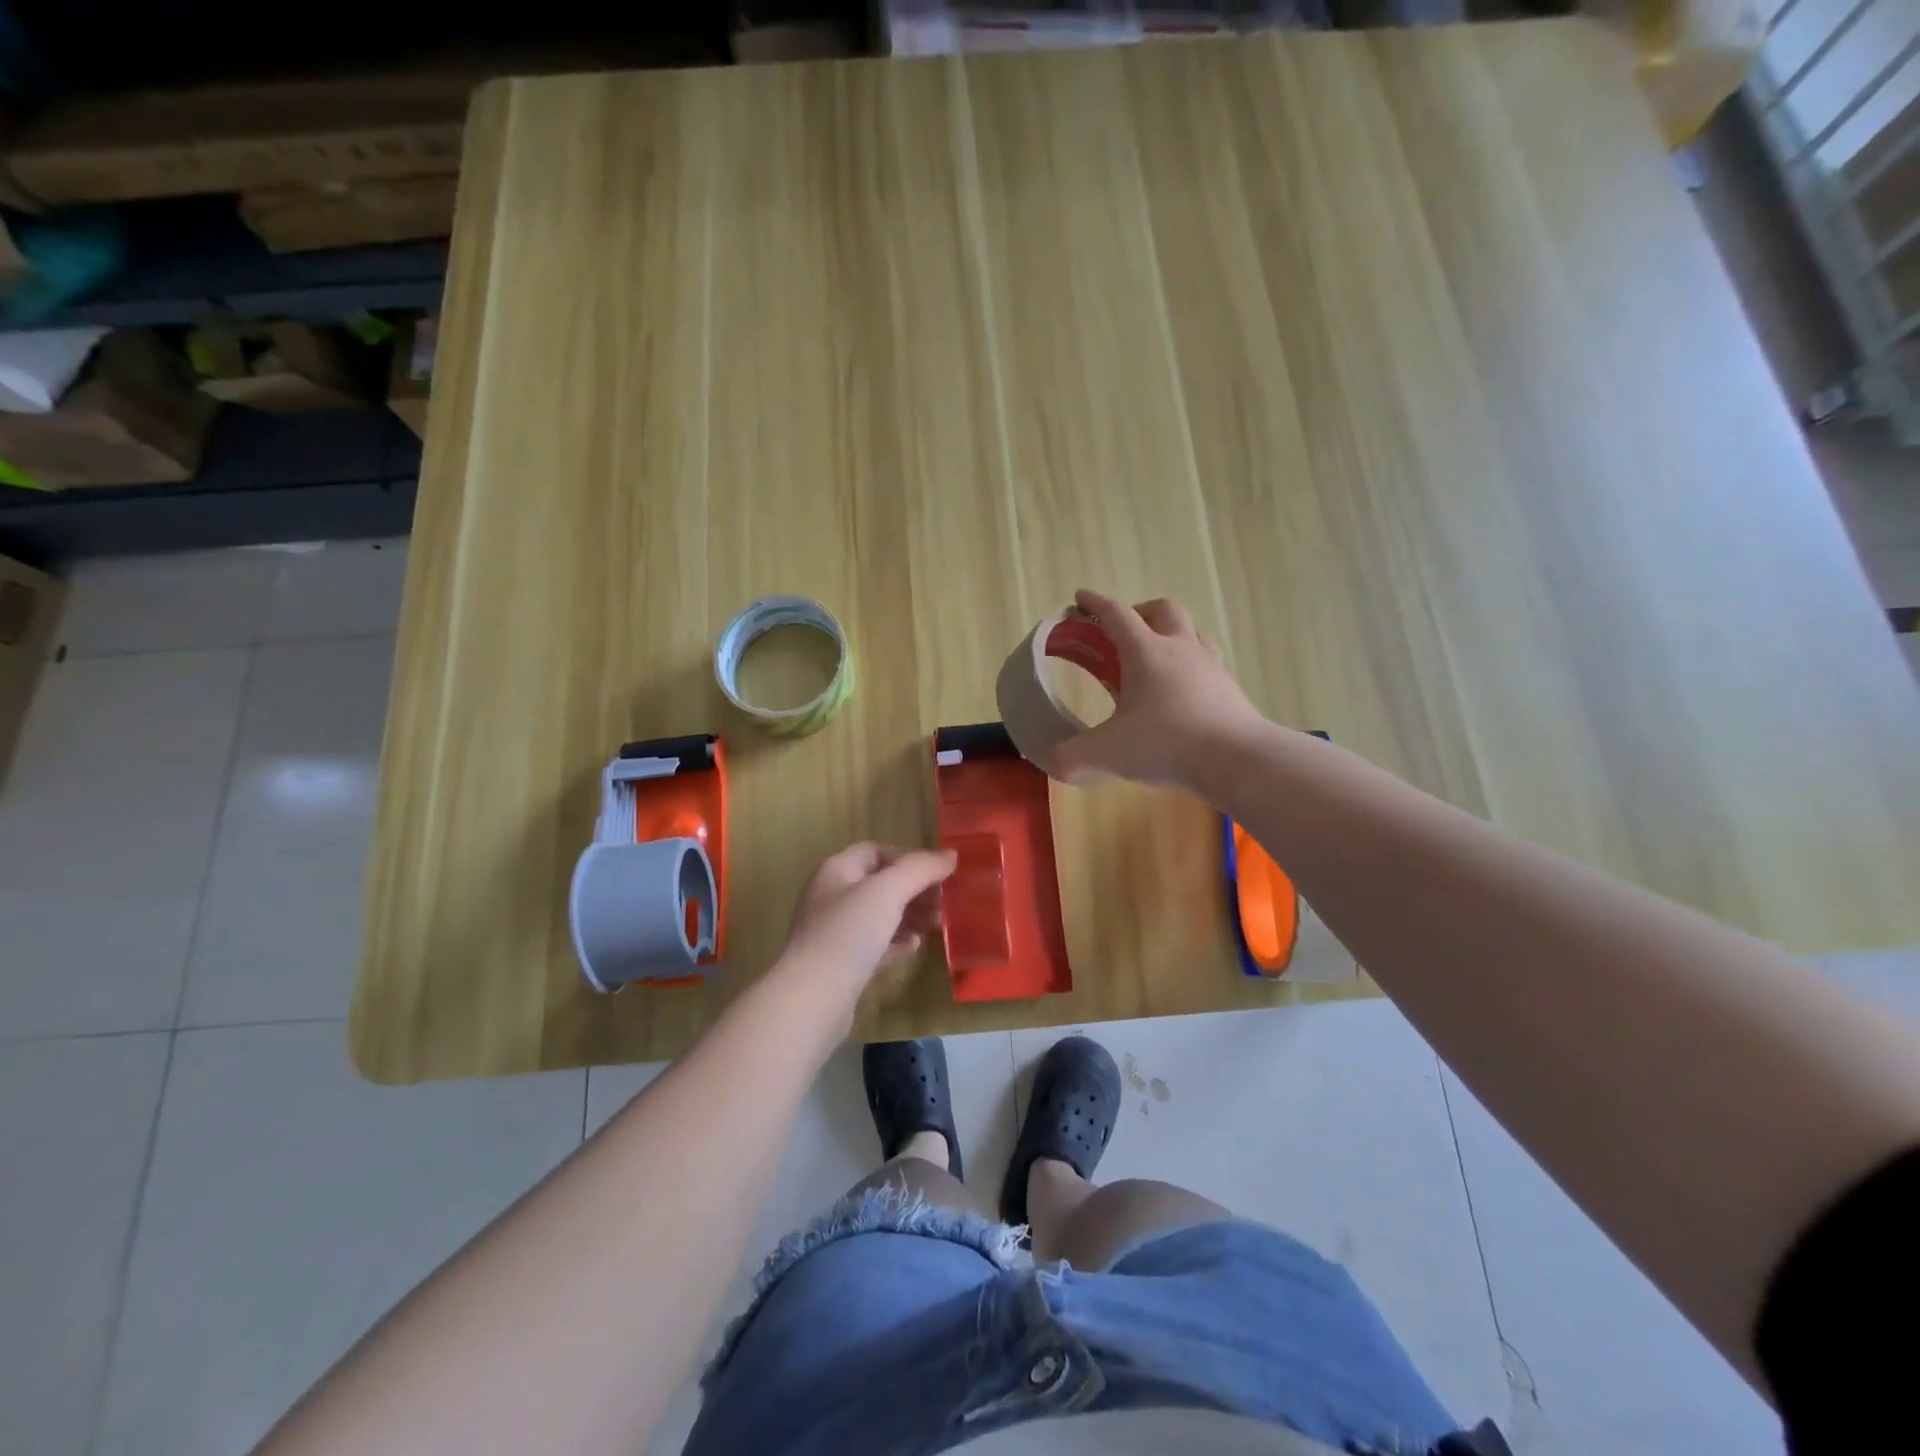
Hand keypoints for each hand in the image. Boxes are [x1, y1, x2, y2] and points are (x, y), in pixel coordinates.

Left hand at [775, 843, 957, 1003]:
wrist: (813, 999)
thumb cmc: (848, 933)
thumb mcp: (888, 891)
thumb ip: (921, 869)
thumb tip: (951, 854)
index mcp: (836, 871)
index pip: (875, 851)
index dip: (908, 857)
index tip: (938, 872)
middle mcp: (832, 897)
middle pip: (881, 884)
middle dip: (915, 889)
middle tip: (945, 901)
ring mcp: (836, 933)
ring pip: (880, 916)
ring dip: (911, 916)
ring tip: (939, 924)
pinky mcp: (843, 965)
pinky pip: (876, 946)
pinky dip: (898, 943)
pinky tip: (916, 947)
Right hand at [1053, 588, 1266, 791]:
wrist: (1235, 759)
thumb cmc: (1165, 743)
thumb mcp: (1107, 753)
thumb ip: (1073, 757)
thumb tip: (1054, 762)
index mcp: (1146, 652)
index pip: (1117, 615)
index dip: (1096, 604)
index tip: (1081, 597)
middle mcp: (1180, 649)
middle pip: (1163, 610)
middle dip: (1140, 612)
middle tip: (1124, 633)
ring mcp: (1210, 666)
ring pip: (1193, 631)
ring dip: (1172, 634)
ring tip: (1157, 657)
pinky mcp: (1230, 688)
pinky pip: (1209, 662)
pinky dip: (1191, 665)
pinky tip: (1183, 691)